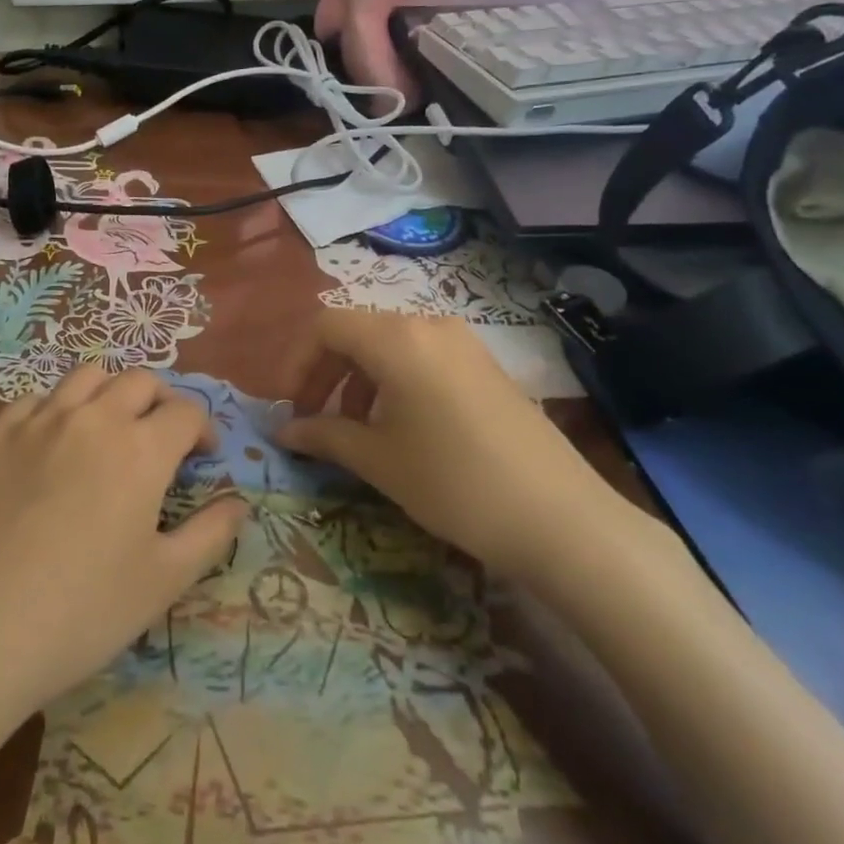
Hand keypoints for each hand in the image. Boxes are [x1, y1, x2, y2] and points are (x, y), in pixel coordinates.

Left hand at [0, 365, 248, 725]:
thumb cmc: (82, 612)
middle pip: (139, 381)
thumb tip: (239, 503)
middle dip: (161, 402)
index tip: (203, 456)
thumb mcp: (164, 581)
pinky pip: (34, 399)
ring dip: (110, 393)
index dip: (203, 428)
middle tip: (161, 439)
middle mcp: (92, 418)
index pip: (185, 412)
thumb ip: (210, 534)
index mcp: (140, 448)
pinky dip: (57, 408)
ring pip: (86, 376)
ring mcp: (37, 421)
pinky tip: (52, 443)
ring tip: (109, 429)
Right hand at [277, 311, 634, 586]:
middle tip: (315, 421)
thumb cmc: (453, 483)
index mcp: (396, 338)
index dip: (298, 364)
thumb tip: (283, 432)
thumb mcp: (378, 460)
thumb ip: (323, 435)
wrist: (560, 518)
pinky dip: (395, 382)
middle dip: (327, 373)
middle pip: (357, 332)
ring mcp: (463, 342)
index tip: (291, 408)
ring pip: (390, 345)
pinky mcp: (485, 365)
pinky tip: (402, 427)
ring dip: (360, 380)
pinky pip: (423, 357)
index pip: (326, 327)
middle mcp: (429, 325)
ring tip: (357, 430)